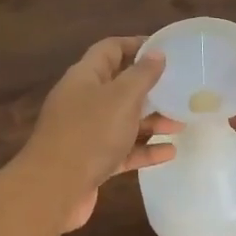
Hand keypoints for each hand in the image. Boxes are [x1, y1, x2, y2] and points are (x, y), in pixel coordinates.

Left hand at [19, 37, 180, 232]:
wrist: (53, 189)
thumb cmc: (90, 133)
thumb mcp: (121, 98)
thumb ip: (141, 75)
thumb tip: (156, 53)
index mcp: (85, 76)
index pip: (110, 49)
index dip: (136, 45)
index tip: (166, 50)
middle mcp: (82, 100)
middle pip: (118, 86)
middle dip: (149, 88)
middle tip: (180, 90)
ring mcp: (85, 132)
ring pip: (122, 120)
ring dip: (150, 121)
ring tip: (181, 123)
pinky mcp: (90, 161)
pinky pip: (122, 150)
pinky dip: (143, 149)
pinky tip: (170, 152)